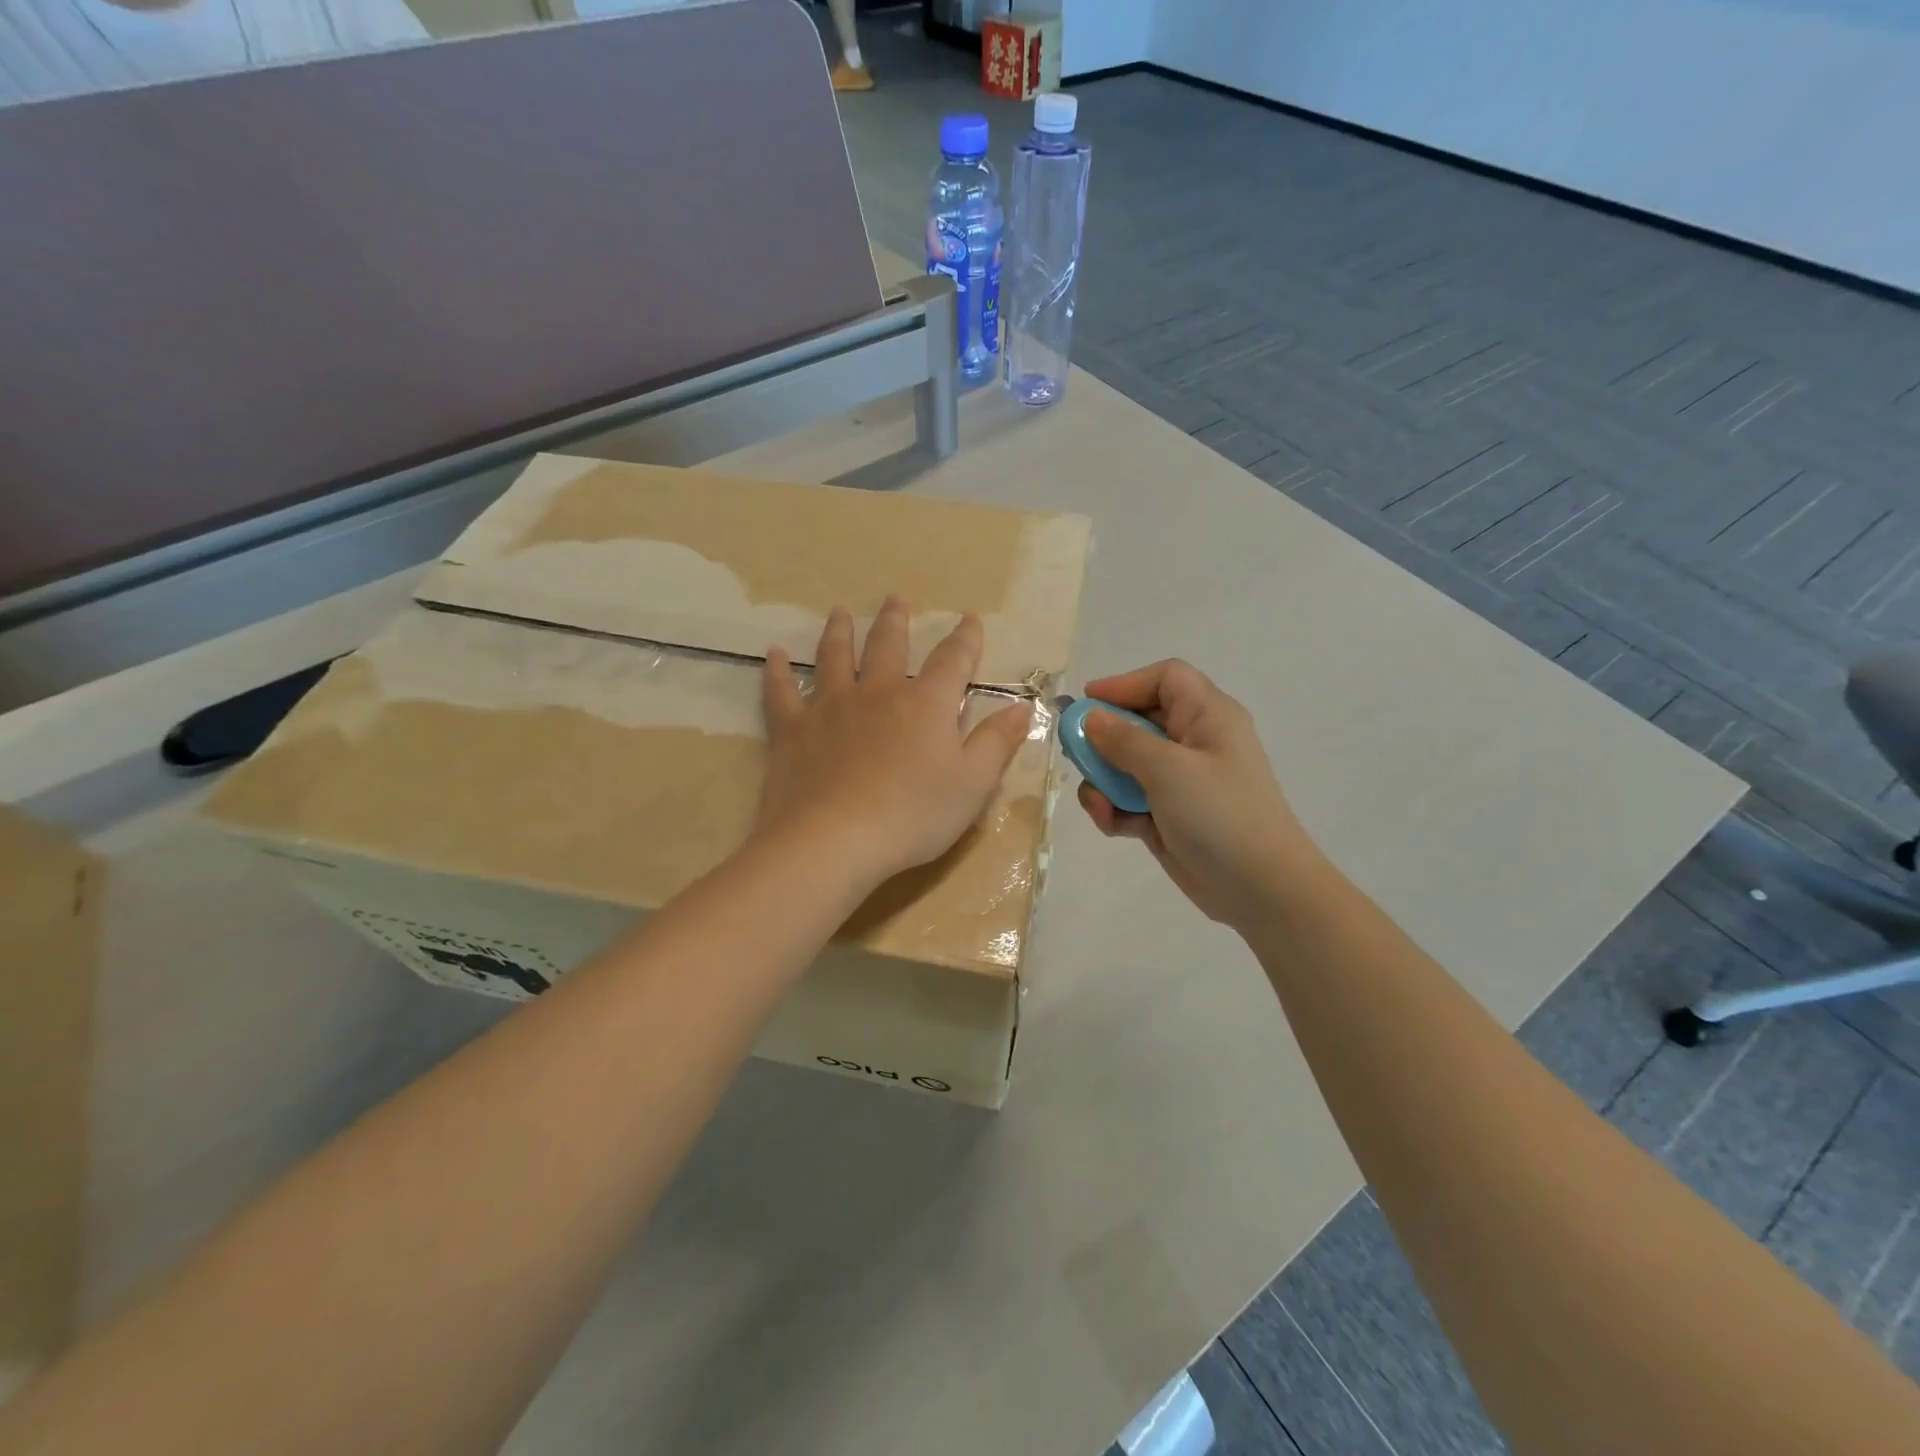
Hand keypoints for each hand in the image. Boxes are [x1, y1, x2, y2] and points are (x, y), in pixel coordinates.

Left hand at [759, 597, 1033, 889]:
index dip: (965, 639)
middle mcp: (878, 693)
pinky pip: (781, 691)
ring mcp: (830, 707)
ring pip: (834, 657)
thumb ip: (996, 743)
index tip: (970, 619)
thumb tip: (1022, 706)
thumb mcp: (972, 785)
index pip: (952, 661)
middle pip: (887, 645)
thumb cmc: (913, 815)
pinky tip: (773, 654)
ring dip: (839, 631)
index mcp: (926, 704)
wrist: (835, 840)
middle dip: (895, 620)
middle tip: (895, 598)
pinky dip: (776, 671)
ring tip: (840, 612)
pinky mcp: (793, 729)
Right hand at [1077, 660, 1313, 926]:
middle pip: (1138, 721)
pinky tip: (1113, 825)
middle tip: (1077, 756)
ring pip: (1127, 764)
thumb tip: (1091, 719)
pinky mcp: (1168, 815)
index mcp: (1207, 717)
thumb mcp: (1168, 769)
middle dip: (1104, 739)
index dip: (1125, 685)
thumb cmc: (1219, 815)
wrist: (1260, 890)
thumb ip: (1123, 740)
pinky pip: (1130, 799)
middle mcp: (1194, 742)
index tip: (1087, 705)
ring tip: (1100, 803)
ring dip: (1105, 781)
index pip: (1165, 679)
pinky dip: (1115, 809)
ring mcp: (1181, 782)